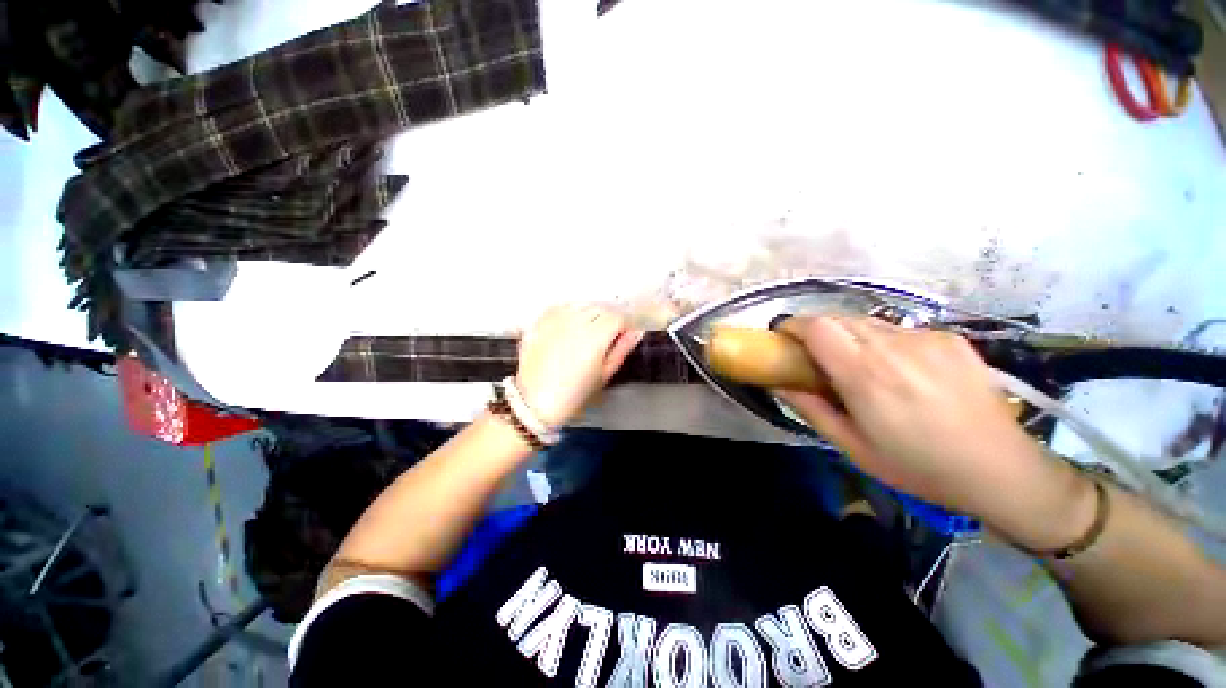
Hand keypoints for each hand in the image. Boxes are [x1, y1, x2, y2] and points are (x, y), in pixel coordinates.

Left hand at [515, 305, 643, 427]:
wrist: (535, 401)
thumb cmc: (572, 394)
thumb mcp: (604, 374)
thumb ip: (622, 349)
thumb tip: (636, 332)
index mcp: (595, 337)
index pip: (618, 317)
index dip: (627, 324)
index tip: (628, 331)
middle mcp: (575, 322)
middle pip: (602, 308)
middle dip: (611, 318)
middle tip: (611, 334)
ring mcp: (556, 320)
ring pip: (583, 305)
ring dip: (592, 313)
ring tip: (591, 331)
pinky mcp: (541, 322)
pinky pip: (562, 306)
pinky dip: (572, 311)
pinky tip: (573, 325)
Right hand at [777, 317, 1093, 548]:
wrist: (1003, 470)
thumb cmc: (918, 467)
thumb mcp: (853, 447)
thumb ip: (811, 409)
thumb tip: (779, 384)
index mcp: (866, 376)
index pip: (817, 327)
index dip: (793, 326)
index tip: (784, 339)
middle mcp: (894, 347)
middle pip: (838, 318)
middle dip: (818, 332)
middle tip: (818, 359)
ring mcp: (926, 338)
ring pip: (868, 322)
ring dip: (851, 337)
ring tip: (863, 368)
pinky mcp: (950, 338)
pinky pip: (899, 330)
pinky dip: (885, 343)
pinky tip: (902, 371)